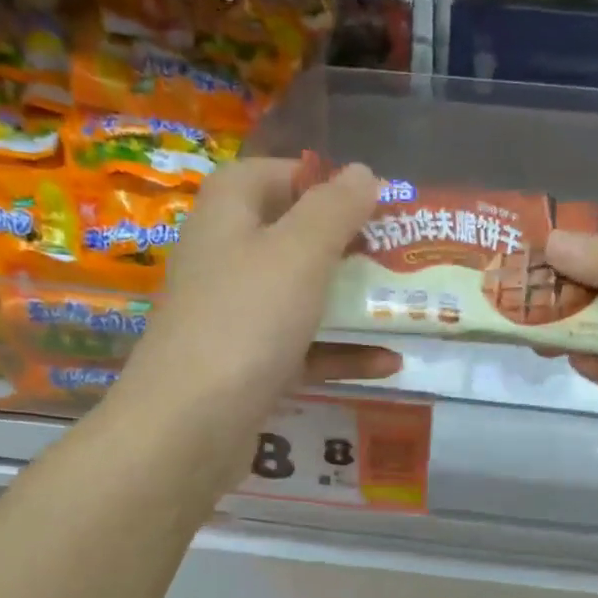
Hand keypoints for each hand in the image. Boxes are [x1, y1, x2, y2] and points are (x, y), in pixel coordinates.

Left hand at [119, 157, 400, 417]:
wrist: (189, 425)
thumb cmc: (246, 320)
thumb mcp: (299, 252)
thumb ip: (335, 208)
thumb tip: (362, 172)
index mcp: (228, 214)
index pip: (272, 175)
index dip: (319, 180)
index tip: (370, 199)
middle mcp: (227, 258)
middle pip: (293, 238)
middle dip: (348, 246)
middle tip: (400, 255)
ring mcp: (236, 317)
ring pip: (302, 298)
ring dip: (353, 303)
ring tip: (408, 308)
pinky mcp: (249, 367)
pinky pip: (303, 349)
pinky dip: (342, 353)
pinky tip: (390, 363)